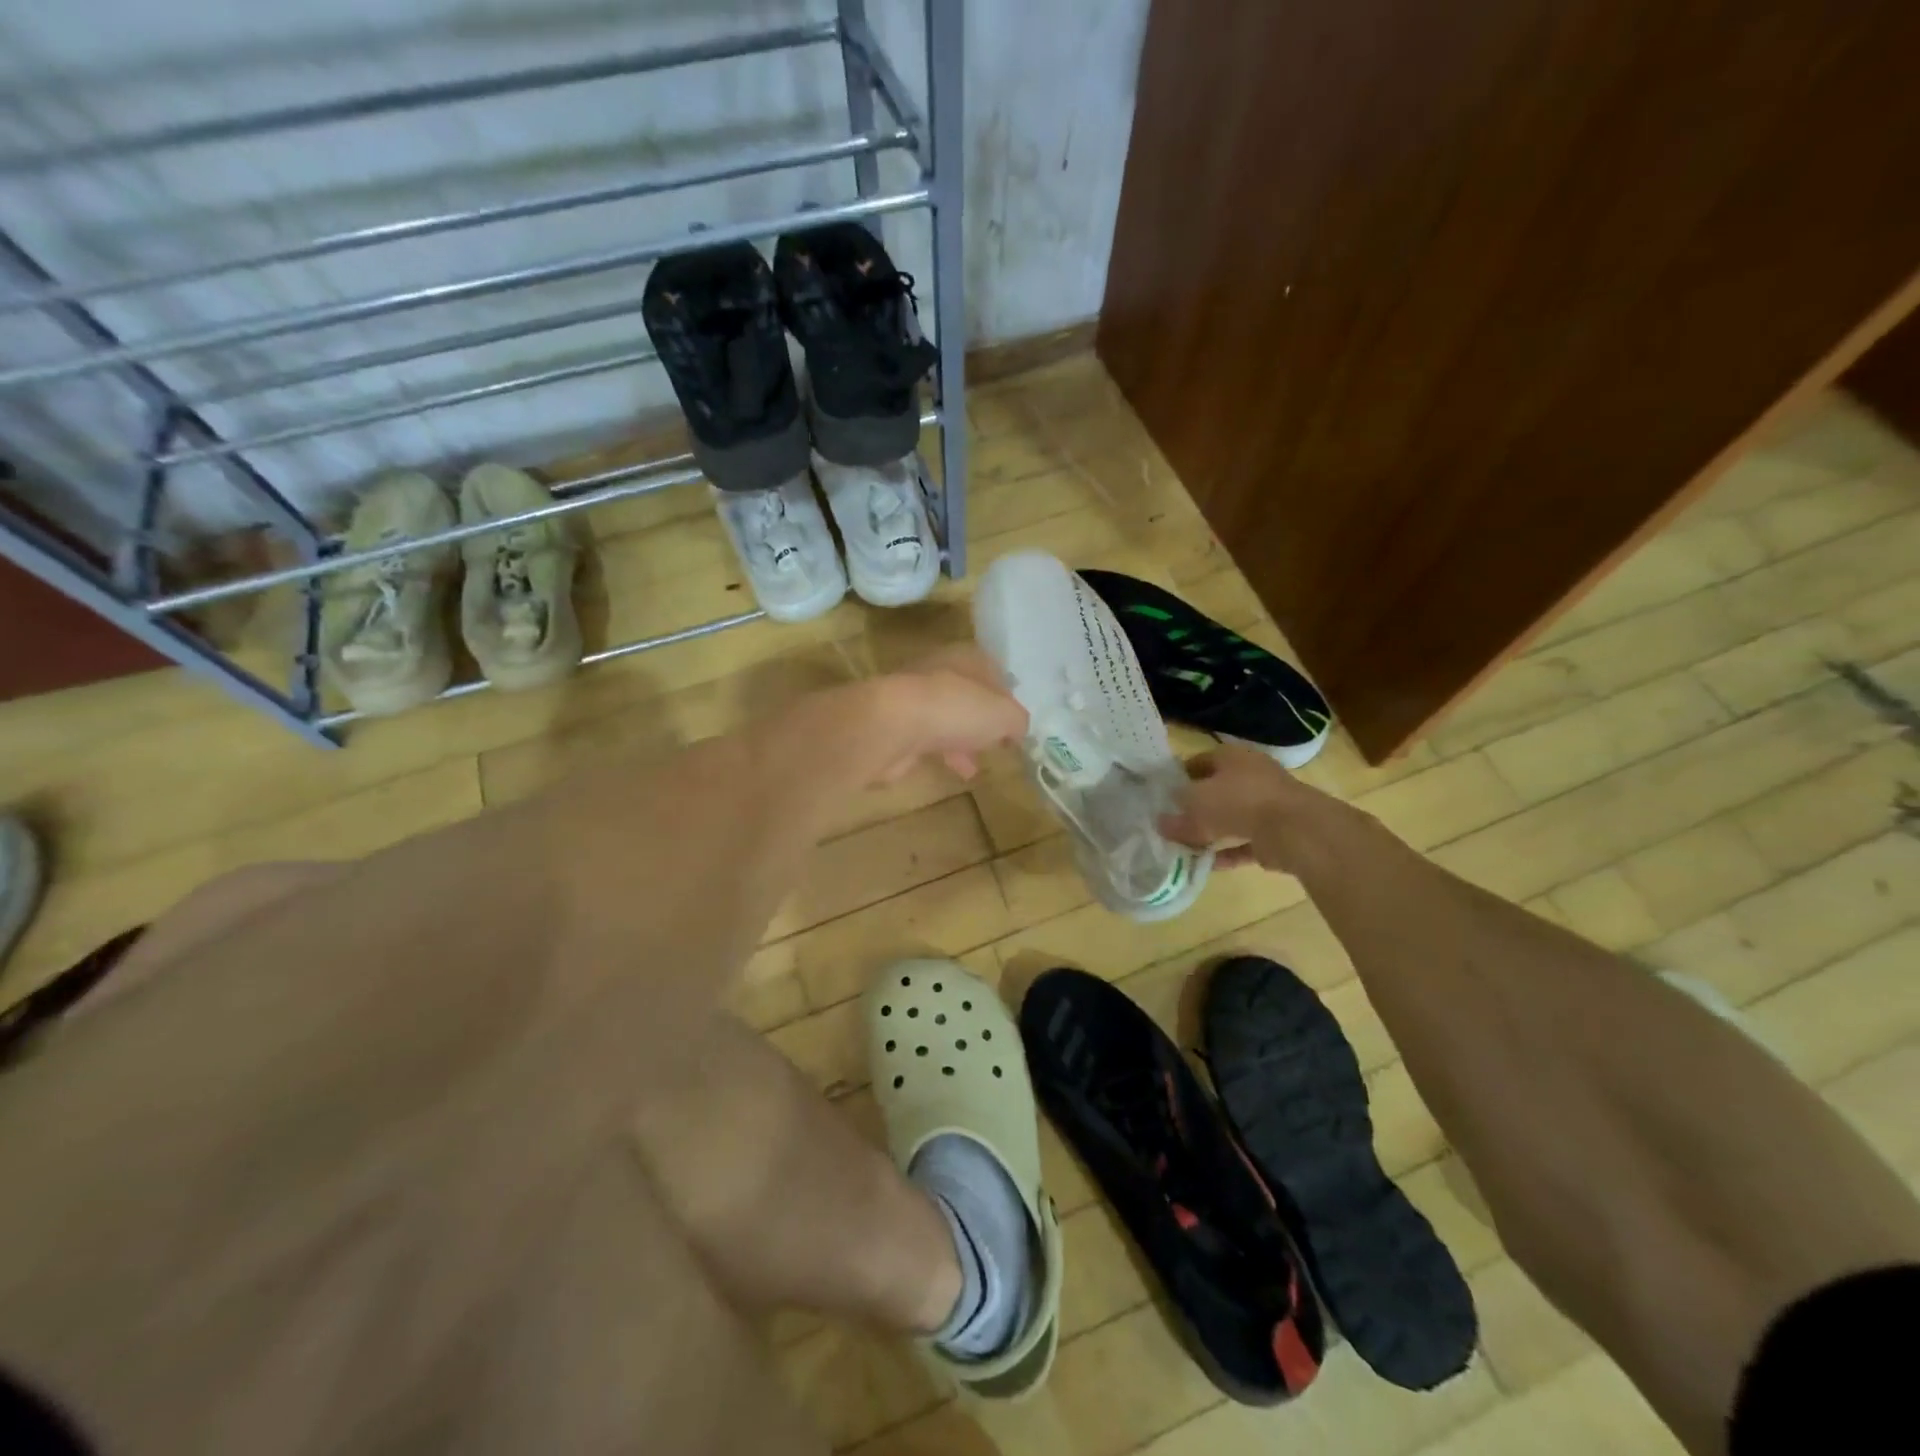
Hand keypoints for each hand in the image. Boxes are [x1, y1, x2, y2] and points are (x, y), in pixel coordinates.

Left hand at [865, 646, 1028, 785]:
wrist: (893, 726)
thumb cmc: (956, 709)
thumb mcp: (1004, 715)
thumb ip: (1017, 720)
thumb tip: (1018, 730)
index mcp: (965, 657)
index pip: (992, 671)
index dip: (1007, 696)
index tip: (1016, 722)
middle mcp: (938, 671)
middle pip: (968, 694)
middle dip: (983, 718)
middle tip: (999, 741)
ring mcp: (914, 698)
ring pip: (948, 717)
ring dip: (965, 738)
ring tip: (982, 761)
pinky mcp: (898, 726)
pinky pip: (930, 739)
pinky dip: (947, 753)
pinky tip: (961, 771)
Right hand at [1159, 743, 1335, 873]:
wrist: (1295, 829)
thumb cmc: (1239, 801)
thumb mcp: (1196, 804)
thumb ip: (1176, 815)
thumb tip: (1161, 824)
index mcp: (1231, 757)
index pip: (1198, 762)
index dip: (1178, 777)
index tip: (1160, 795)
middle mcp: (1250, 776)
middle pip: (1215, 791)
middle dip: (1194, 808)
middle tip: (1170, 823)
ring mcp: (1266, 805)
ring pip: (1230, 817)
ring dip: (1210, 832)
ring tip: (1184, 847)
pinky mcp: (1275, 833)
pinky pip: (1244, 842)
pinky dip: (1227, 852)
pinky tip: (1207, 865)